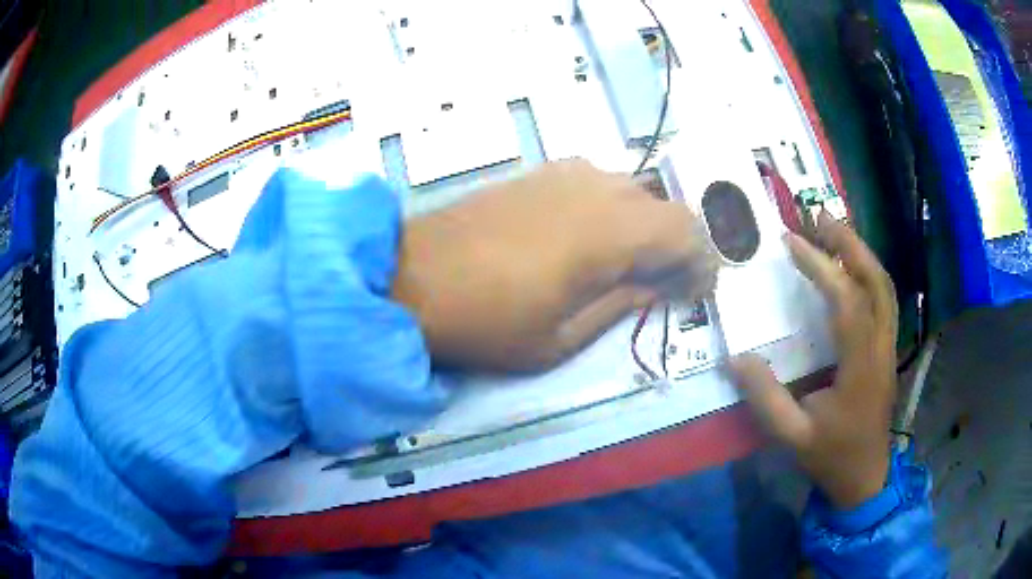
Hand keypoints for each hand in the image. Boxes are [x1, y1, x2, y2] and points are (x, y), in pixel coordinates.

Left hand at [393, 159, 717, 371]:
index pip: (685, 231)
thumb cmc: (487, 322)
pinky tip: (593, 239)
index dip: (701, 262)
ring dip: (646, 224)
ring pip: (632, 190)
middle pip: (664, 206)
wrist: (411, 277)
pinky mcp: (539, 173)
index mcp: (610, 232)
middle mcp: (596, 189)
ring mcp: (564, 174)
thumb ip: (620, 305)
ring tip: (632, 264)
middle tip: (667, 282)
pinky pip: (598, 183)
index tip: (696, 292)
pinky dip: (614, 209)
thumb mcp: (561, 339)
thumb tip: (657, 286)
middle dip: (678, 244)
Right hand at [731, 212, 897, 509]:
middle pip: (876, 282)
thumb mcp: (792, 436)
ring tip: (835, 232)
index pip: (846, 302)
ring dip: (862, 254)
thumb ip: (765, 398)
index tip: (792, 242)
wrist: (866, 476)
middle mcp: (881, 347)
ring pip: (885, 288)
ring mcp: (889, 346)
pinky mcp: (888, 350)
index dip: (821, 267)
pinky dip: (869, 274)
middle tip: (821, 217)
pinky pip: (884, 300)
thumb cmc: (832, 456)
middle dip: (850, 244)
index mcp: (860, 367)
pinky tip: (852, 268)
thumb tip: (736, 357)